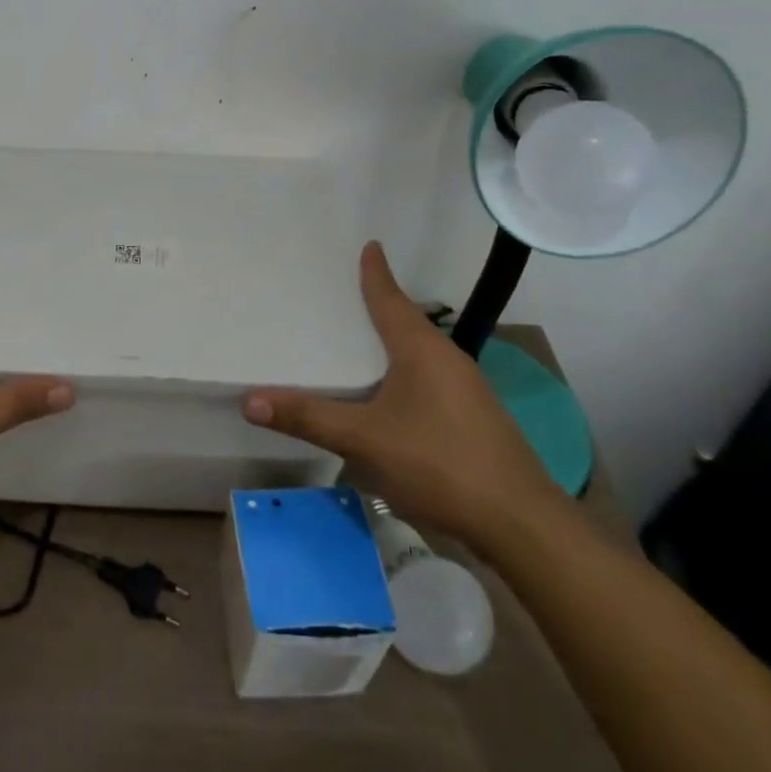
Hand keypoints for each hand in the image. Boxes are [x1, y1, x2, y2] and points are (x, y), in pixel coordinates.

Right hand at [245, 241, 560, 545]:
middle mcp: (447, 359)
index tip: (369, 245)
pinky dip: (402, 371)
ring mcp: (466, 390)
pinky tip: (387, 393)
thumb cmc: (440, 464)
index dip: (375, 273)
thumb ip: (308, 417)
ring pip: (418, 352)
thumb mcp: (364, 439)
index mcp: (422, 349)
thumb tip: (249, 400)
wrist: (521, 526)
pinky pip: (428, 378)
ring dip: (390, 342)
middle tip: (342, 292)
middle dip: (377, 305)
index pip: (391, 298)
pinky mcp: (473, 418)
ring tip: (356, 340)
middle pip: (406, 321)